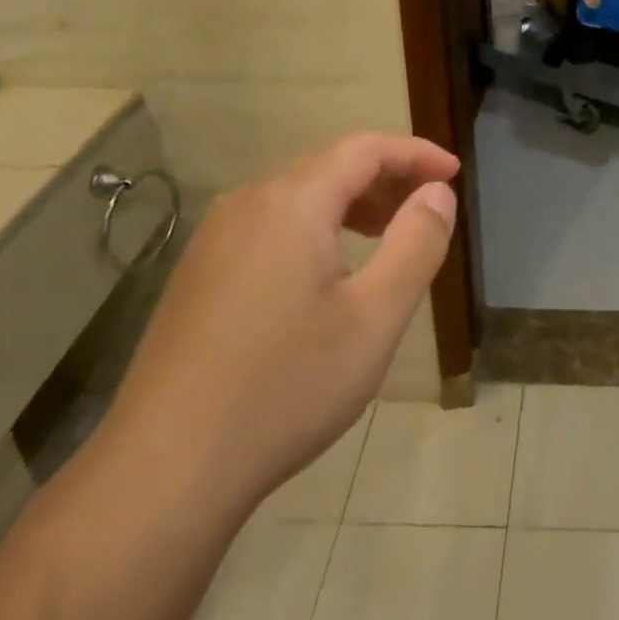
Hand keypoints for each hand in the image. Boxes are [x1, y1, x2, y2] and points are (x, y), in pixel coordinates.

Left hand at [103, 132, 458, 519]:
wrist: (164, 471)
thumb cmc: (285, 388)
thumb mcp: (375, 318)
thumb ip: (417, 243)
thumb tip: (437, 193)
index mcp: (291, 202)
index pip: (365, 148)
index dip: (415, 154)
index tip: (454, 173)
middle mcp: (247, 203)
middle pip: (330, 166)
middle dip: (386, 179)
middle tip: (428, 210)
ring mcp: (214, 238)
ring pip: (298, 196)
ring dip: (352, 204)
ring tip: (388, 237)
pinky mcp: (198, 271)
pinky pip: (271, 225)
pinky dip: (316, 227)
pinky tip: (329, 273)